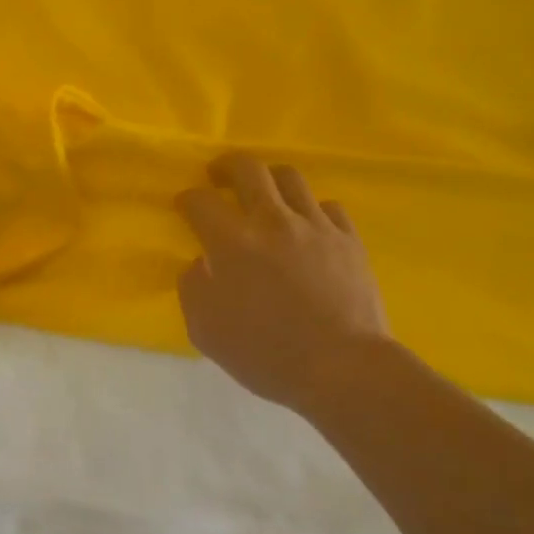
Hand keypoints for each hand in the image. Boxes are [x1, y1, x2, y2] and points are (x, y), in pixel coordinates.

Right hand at [176, 154, 389, 412]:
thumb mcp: (207, 331)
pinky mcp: (348, 238)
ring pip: (289, 177)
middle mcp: (272, 221)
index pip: (200, 201)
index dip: (187, 198)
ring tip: (265, 196)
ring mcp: (315, 225)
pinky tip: (307, 227)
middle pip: (247, 168)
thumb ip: (194, 289)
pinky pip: (328, 206)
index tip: (184, 206)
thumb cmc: (267, 354)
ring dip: (270, 180)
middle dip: (226, 166)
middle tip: (219, 177)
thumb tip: (201, 264)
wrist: (342, 368)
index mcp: (232, 242)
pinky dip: (311, 210)